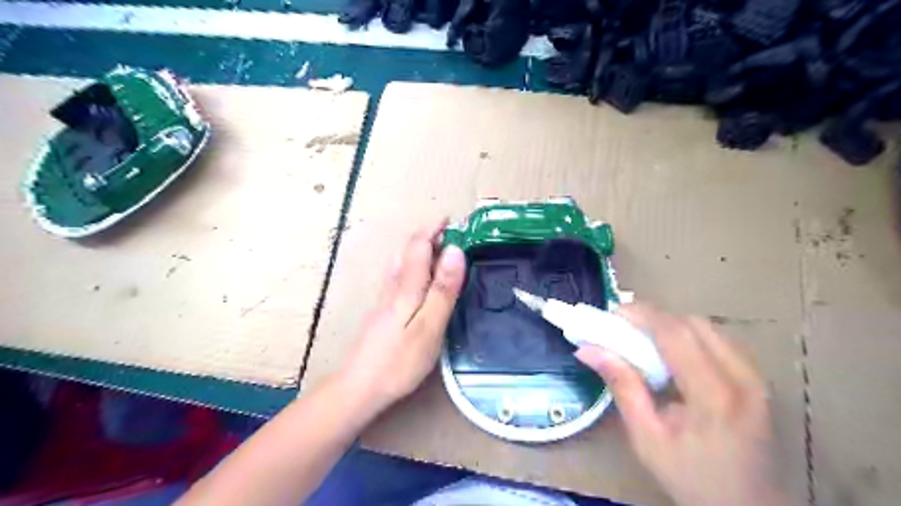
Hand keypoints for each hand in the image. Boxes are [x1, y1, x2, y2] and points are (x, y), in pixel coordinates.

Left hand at [336, 219, 464, 415]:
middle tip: (452, 234)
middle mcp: (393, 286)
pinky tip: (418, 278)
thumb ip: (443, 289)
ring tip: (439, 250)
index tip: (452, 219)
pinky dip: (414, 267)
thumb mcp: (429, 325)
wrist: (360, 387)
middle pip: (409, 252)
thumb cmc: (399, 360)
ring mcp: (385, 300)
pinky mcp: (383, 312)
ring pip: (403, 264)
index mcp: (407, 286)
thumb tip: (455, 250)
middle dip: (429, 237)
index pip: (419, 246)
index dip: (434, 229)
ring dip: (421, 250)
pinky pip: (400, 278)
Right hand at [576, 305, 789, 504]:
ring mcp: (756, 377)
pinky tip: (672, 353)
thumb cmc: (690, 478)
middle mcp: (742, 377)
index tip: (612, 313)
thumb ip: (621, 386)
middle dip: (654, 317)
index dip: (642, 315)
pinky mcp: (758, 379)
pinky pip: (719, 340)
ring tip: (643, 338)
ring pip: (708, 327)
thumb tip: (587, 349)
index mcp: (714, 395)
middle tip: (623, 327)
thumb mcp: (645, 437)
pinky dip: (690, 335)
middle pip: (693, 324)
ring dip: (672, 325)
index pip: (676, 334)